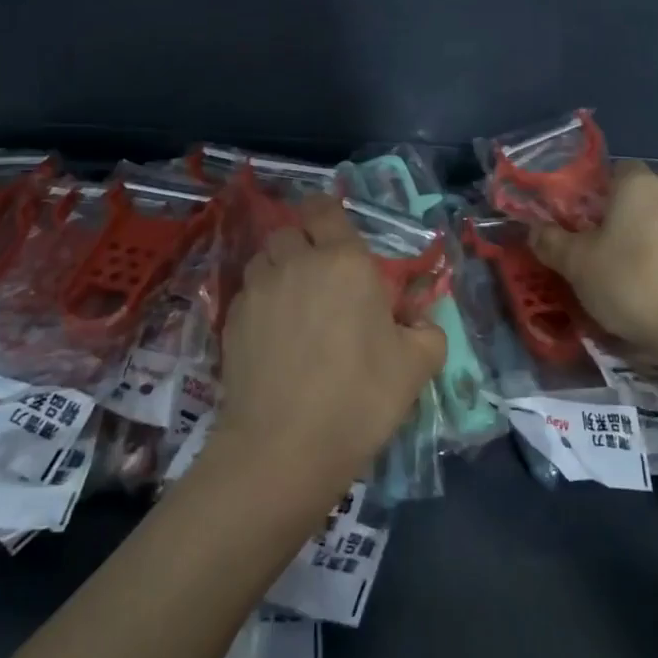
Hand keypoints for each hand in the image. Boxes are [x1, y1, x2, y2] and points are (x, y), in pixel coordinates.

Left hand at [214, 195, 445, 499]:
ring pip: (264, 259)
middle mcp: (296, 263)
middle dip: (303, 244)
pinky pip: (247, 294)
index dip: (327, 215)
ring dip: (279, 270)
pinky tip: (273, 337)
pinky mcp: (231, 321)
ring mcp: (257, 291)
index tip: (337, 236)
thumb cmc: (359, 397)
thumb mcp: (417, 365)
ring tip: (294, 304)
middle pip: (289, 231)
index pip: (324, 209)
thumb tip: (418, 322)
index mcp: (345, 261)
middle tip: (322, 278)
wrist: (283, 448)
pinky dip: (261, 303)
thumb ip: (427, 331)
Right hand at [530, 160, 657, 363]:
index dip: (604, 189)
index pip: (620, 169)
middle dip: (643, 197)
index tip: (591, 216)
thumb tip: (534, 230)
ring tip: (651, 246)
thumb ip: (551, 242)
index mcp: (639, 185)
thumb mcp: (576, 264)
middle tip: (621, 229)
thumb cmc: (630, 282)